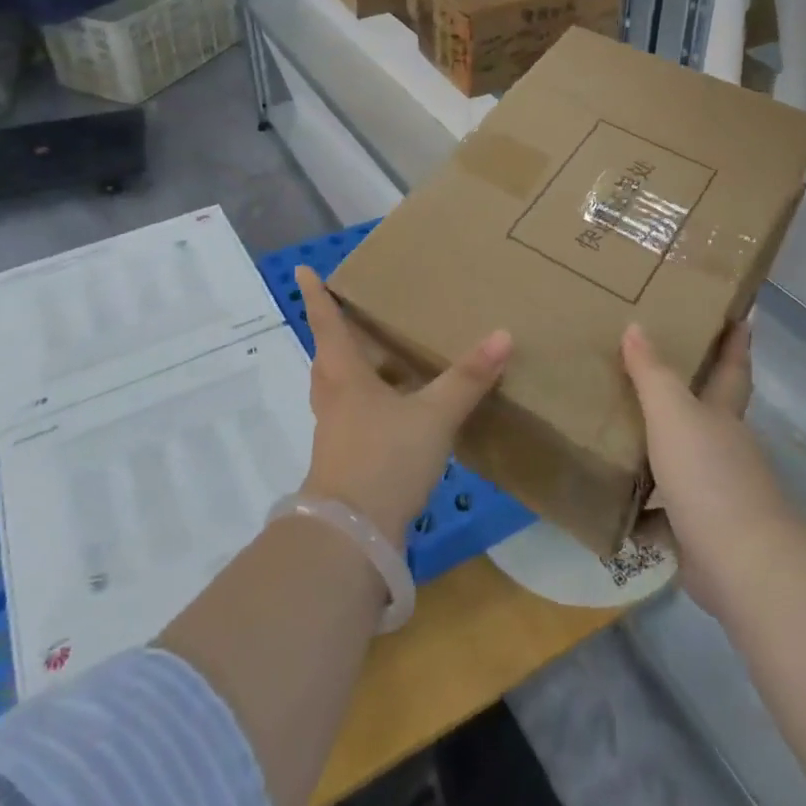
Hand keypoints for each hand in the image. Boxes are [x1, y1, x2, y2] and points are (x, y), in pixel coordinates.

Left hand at [294, 267, 511, 545]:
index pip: (326, 324)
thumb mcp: (433, 415)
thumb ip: (467, 378)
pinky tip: (395, 411)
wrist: (352, 535)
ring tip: (379, 358)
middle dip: (334, 333)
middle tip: (351, 314)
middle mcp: (334, 398)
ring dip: (351, 369)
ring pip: (338, 388)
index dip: (316, 296)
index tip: (302, 271)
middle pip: (327, 356)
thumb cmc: (385, 459)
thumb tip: (503, 334)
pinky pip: (352, 415)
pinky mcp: (345, 459)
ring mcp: (336, 431)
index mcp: (344, 375)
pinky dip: (368, 402)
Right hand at [624, 321, 791, 619]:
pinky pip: (664, 512)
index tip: (740, 315)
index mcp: (723, 416)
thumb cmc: (708, 475)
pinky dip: (643, 508)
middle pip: (707, 413)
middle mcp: (724, 449)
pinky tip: (614, 501)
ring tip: (618, 430)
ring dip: (658, 451)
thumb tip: (636, 325)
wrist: (740, 564)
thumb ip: (651, 372)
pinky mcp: (700, 533)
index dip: (736, 342)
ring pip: (682, 461)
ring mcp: (716, 493)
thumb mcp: (672, 414)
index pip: (732, 369)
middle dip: (687, 394)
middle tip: (650, 367)